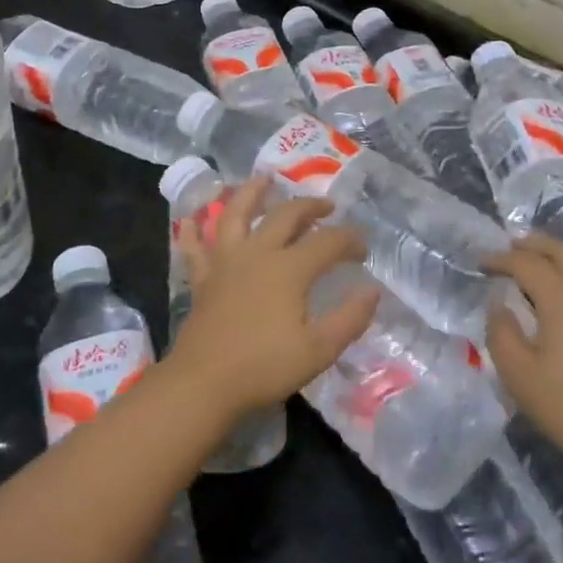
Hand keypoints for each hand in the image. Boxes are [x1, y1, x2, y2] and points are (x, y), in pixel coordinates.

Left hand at [169, 176, 378, 421]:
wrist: (204, 383)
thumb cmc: (264, 367)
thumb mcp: (318, 350)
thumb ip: (349, 319)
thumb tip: (372, 291)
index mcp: (289, 269)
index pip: (328, 242)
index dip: (349, 240)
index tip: (363, 250)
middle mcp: (257, 253)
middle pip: (286, 216)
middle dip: (310, 207)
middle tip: (326, 206)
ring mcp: (225, 262)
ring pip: (235, 215)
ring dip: (251, 194)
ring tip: (263, 179)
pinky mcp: (203, 278)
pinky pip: (195, 248)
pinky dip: (192, 231)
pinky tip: (191, 219)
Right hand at [485, 234, 562, 480]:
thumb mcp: (518, 373)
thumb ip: (500, 331)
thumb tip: (499, 305)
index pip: (526, 263)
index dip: (500, 259)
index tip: (480, 263)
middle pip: (561, 251)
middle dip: (532, 245)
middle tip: (508, 248)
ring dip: (555, 256)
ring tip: (533, 264)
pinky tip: (560, 292)